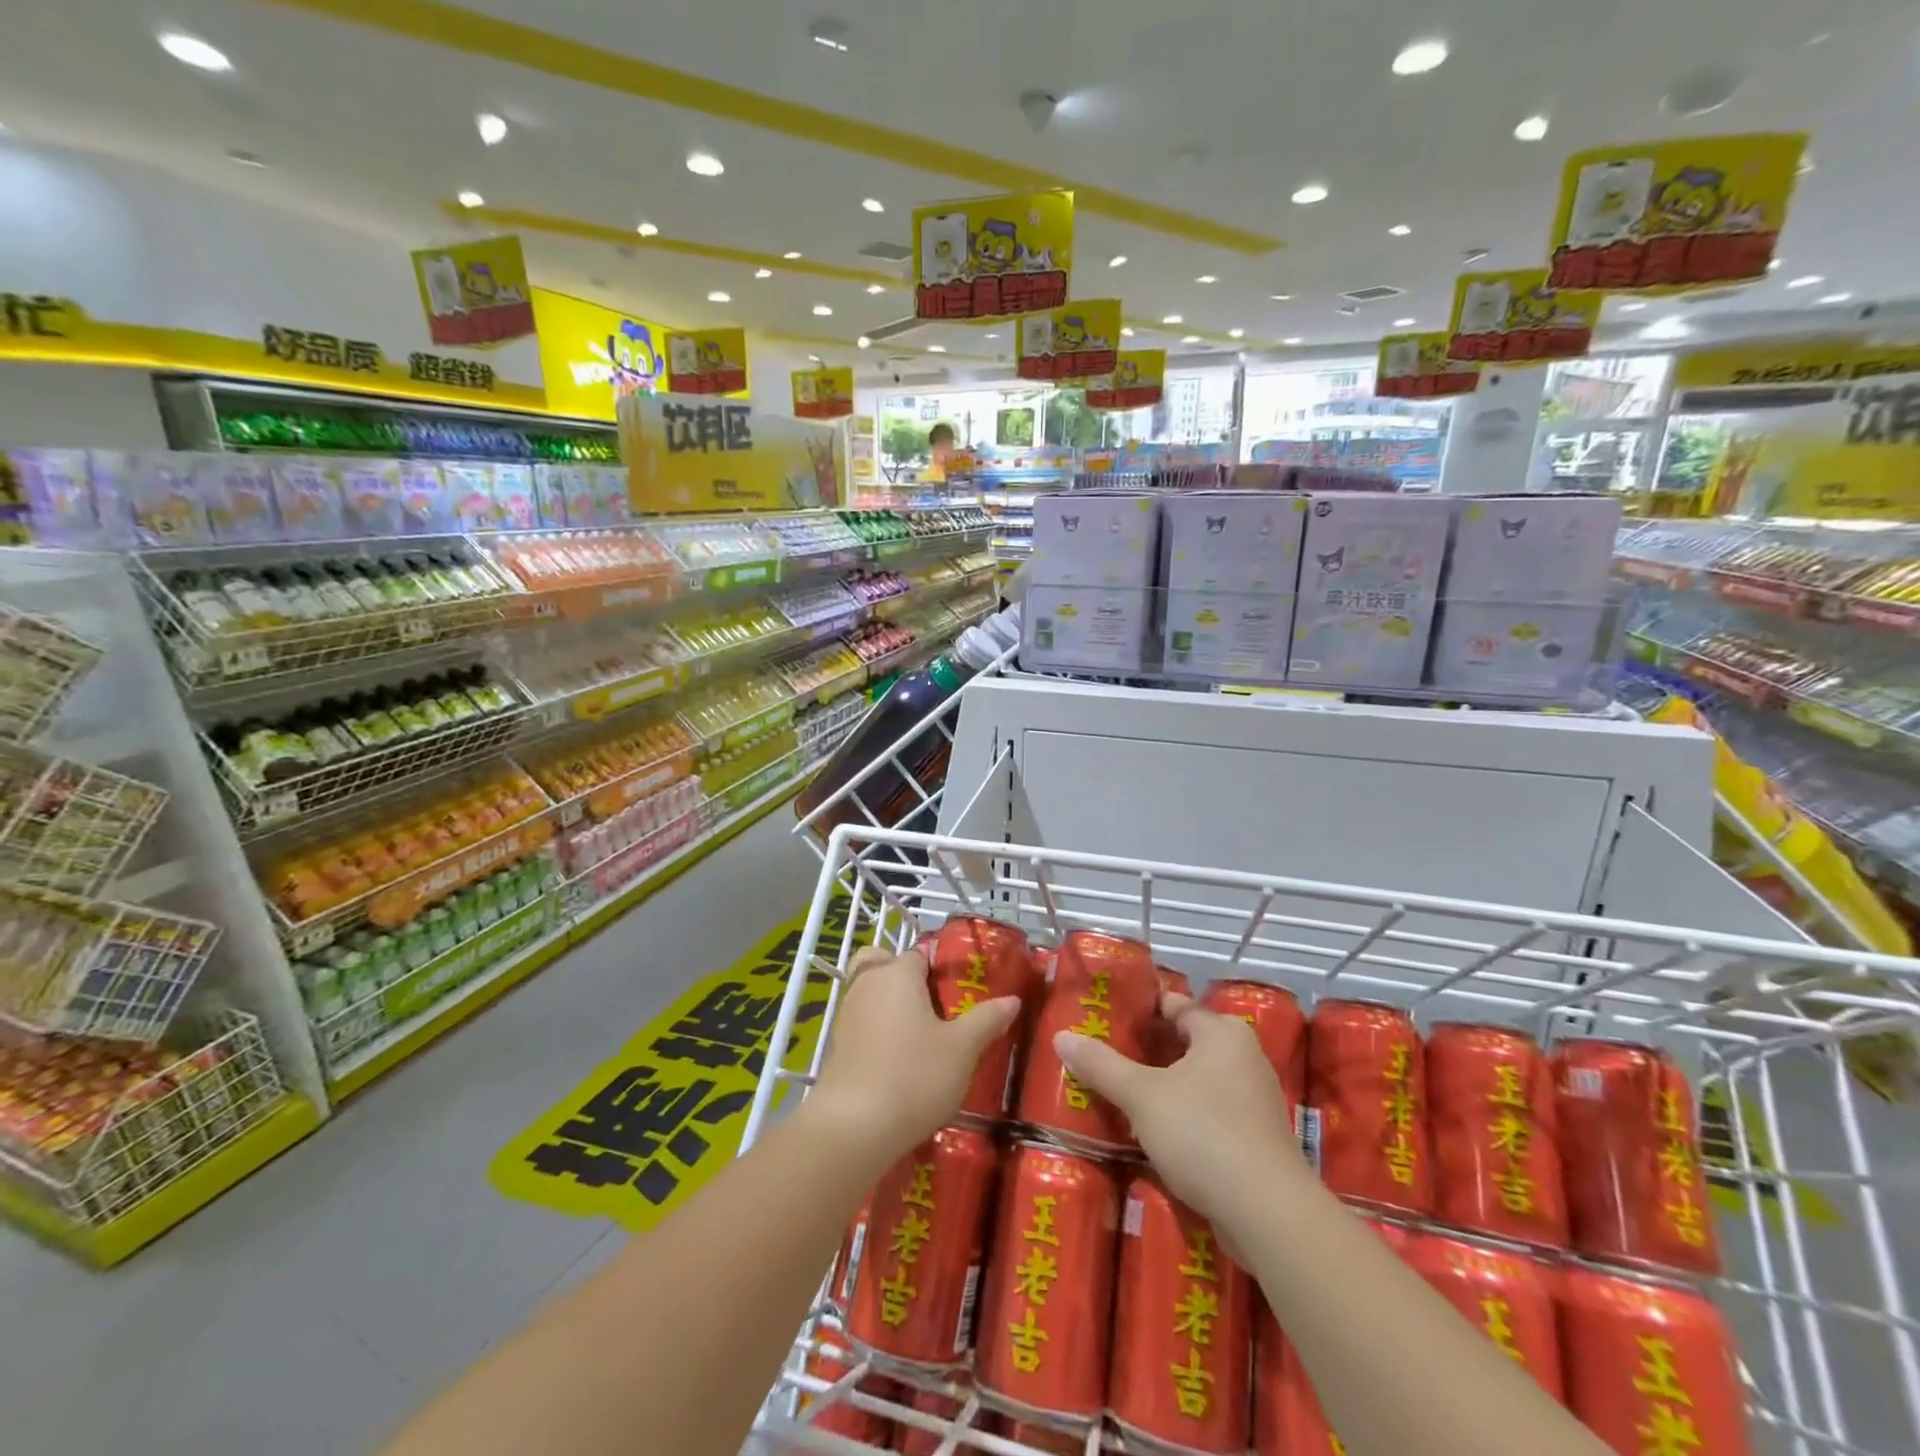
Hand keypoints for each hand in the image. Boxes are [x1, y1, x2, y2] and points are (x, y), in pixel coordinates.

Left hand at [806, 946, 1020, 1166]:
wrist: (853, 1127)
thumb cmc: (914, 1076)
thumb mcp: (963, 1049)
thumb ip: (987, 1019)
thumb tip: (1012, 999)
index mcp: (898, 973)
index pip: (921, 954)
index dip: (942, 968)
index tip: (962, 992)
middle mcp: (867, 984)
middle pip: (887, 966)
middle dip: (907, 979)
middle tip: (936, 1008)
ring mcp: (847, 1014)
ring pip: (872, 994)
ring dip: (892, 1007)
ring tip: (924, 1039)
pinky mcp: (837, 1045)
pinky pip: (863, 1023)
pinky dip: (879, 1033)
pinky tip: (900, 1063)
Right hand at [1055, 992, 1304, 1230]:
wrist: (1268, 1214)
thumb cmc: (1204, 1134)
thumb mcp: (1142, 1096)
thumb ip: (1101, 1065)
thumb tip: (1061, 1036)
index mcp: (1222, 1032)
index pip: (1174, 1005)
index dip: (1140, 1009)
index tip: (1106, 1017)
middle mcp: (1244, 1056)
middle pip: (1186, 1041)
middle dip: (1148, 1049)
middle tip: (1105, 1054)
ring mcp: (1255, 1098)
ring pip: (1198, 1079)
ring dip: (1165, 1085)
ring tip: (1121, 1091)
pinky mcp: (1257, 1138)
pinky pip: (1211, 1111)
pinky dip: (1184, 1114)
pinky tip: (1154, 1130)